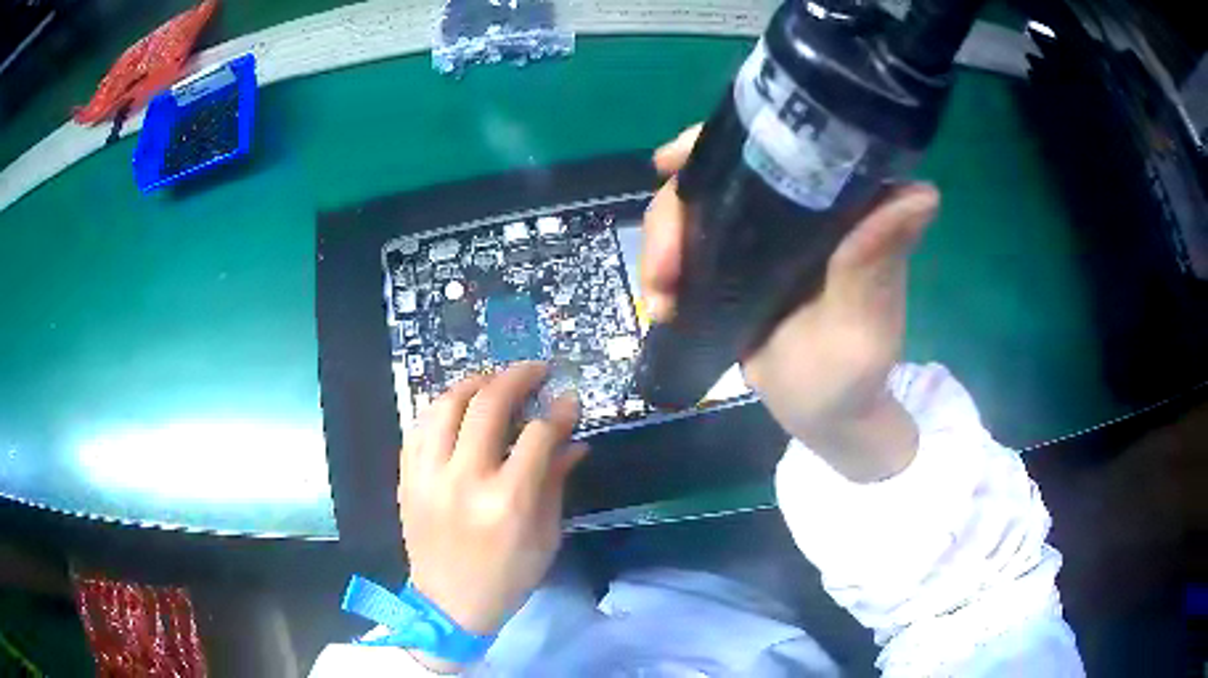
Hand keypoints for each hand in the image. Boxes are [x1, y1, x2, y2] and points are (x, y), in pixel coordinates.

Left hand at [398, 363, 585, 669]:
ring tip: (493, 381)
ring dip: (473, 383)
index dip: (558, 411)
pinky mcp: (407, 479)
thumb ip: (556, 483)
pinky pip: (418, 427)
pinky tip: (457, 408)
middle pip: (487, 406)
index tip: (568, 399)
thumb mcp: (545, 537)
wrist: (448, 605)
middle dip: (516, 377)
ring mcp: (428, 477)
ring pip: (445, 406)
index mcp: (507, 502)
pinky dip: (440, 409)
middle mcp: (464, 481)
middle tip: (534, 369)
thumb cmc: (507, 578)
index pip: (536, 436)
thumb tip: (573, 441)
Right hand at [641, 126, 939, 481]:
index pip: (783, 143)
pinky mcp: (738, 259)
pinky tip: (662, 300)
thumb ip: (875, 264)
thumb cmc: (851, 377)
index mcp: (840, 208)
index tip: (673, 161)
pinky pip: (691, 240)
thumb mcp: (864, 325)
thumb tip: (921, 193)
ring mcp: (764, 231)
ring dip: (663, 242)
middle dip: (676, 207)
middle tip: (663, 266)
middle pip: (720, 170)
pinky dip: (665, 263)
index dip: (724, 138)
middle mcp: (800, 207)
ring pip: (696, 205)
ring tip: (661, 297)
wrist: (822, 415)